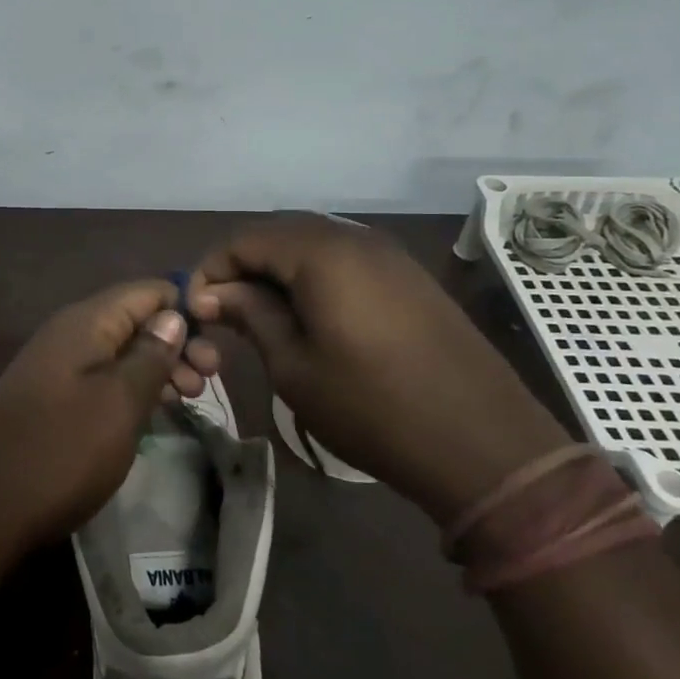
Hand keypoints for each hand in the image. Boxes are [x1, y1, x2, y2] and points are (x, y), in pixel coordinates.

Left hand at [0, 279, 220, 553]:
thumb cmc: (62, 451)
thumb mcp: (120, 403)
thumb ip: (150, 355)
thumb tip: (172, 315)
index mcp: (85, 322)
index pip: (146, 290)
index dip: (185, 304)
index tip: (219, 335)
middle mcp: (68, 333)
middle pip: (134, 319)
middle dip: (176, 340)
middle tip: (211, 377)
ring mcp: (56, 365)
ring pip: (119, 350)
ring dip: (158, 366)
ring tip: (193, 395)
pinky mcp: (51, 396)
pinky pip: (102, 376)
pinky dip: (133, 386)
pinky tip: (158, 407)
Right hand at [191, 217, 568, 522]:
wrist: (484, 444)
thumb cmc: (373, 408)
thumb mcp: (294, 367)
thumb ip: (251, 315)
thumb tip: (213, 293)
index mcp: (321, 252)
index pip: (244, 239)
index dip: (211, 269)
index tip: (196, 310)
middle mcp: (355, 237)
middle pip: (279, 234)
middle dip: (243, 267)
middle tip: (225, 313)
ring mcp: (389, 254)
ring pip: (313, 244)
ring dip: (278, 272)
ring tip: (262, 317)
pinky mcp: (409, 276)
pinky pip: (345, 260)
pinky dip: (314, 277)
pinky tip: (309, 316)